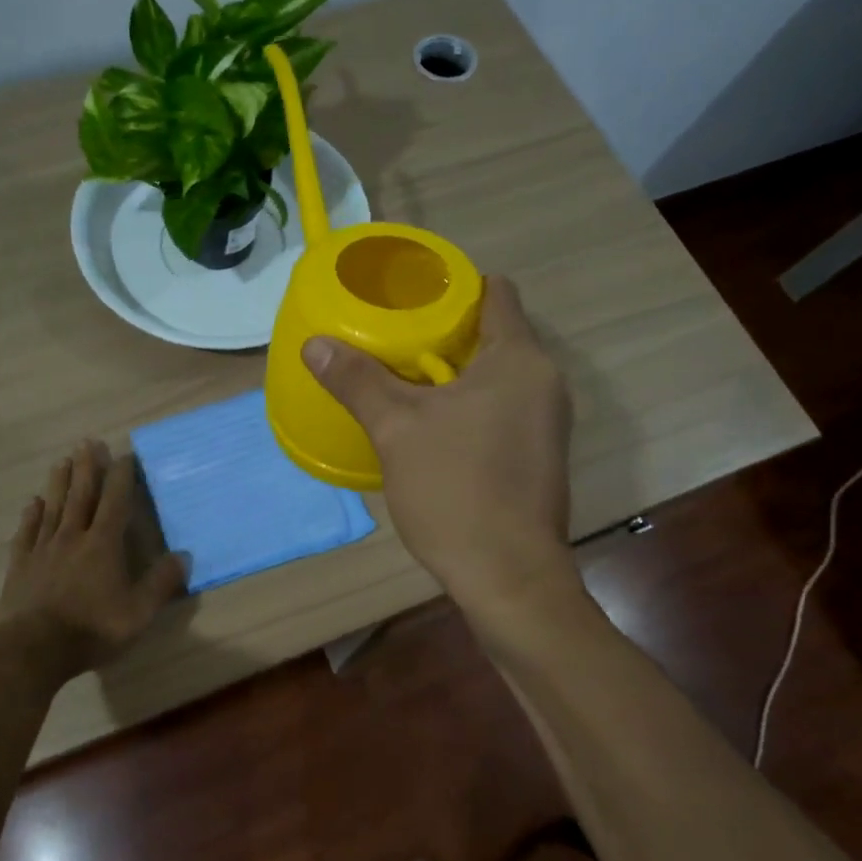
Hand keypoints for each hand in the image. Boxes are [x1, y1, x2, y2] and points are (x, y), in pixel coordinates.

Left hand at [0, 440, 186, 680]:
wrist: (33, 650)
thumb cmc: (92, 630)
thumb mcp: (139, 612)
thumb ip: (161, 583)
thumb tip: (185, 556)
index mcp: (103, 545)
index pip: (115, 502)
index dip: (121, 477)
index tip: (124, 455)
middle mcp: (73, 537)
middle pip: (81, 495)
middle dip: (87, 468)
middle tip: (88, 442)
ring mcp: (43, 549)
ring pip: (53, 507)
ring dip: (59, 482)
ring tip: (62, 460)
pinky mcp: (21, 565)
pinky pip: (27, 532)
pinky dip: (31, 515)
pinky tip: (33, 503)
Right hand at [303, 276, 575, 609]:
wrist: (507, 576)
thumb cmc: (456, 490)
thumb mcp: (396, 429)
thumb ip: (357, 380)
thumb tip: (315, 344)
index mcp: (519, 360)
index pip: (496, 293)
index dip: (454, 284)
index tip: (411, 291)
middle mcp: (544, 381)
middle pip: (494, 333)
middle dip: (444, 330)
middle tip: (392, 333)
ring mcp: (546, 420)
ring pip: (495, 374)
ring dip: (453, 370)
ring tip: (401, 373)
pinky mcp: (537, 453)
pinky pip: (500, 406)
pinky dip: (467, 402)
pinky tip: (429, 421)